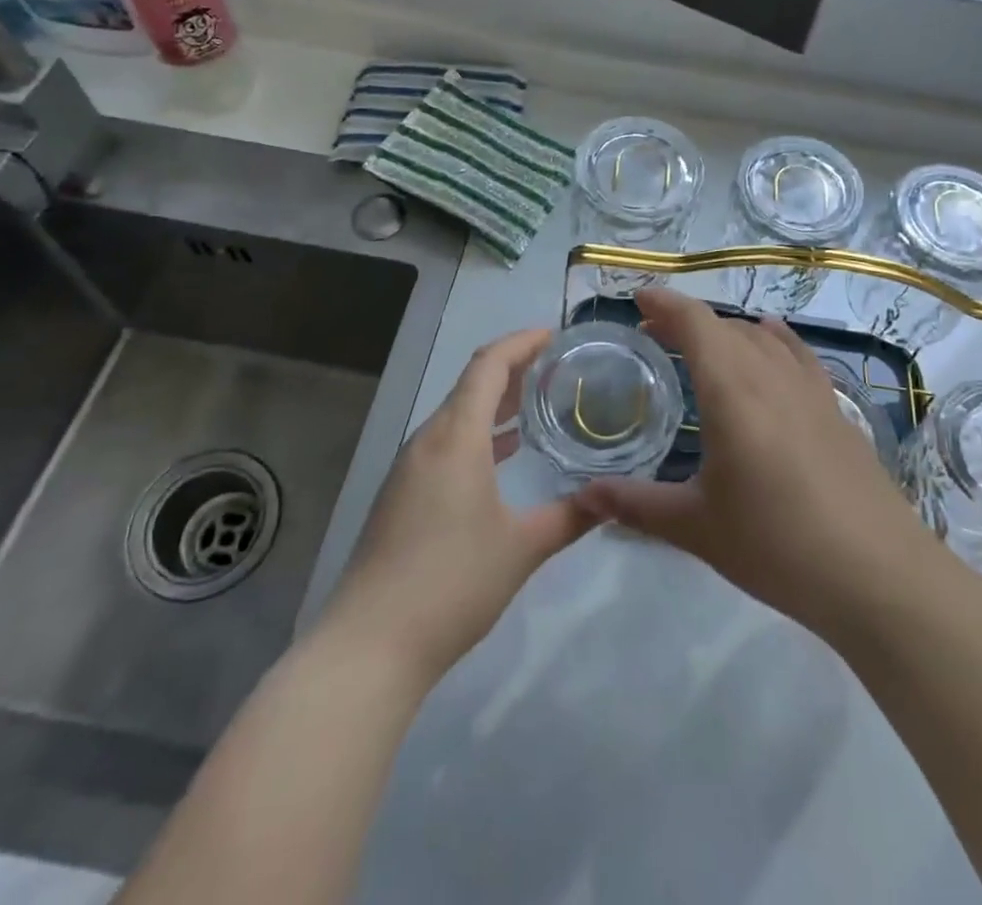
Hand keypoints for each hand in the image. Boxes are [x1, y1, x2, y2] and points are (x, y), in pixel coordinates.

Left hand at [321, 329, 595, 687]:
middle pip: (471, 384)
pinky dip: (478, 433)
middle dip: (513, 368)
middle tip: (556, 366)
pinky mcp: (402, 494)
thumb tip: (611, 499)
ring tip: (536, 401)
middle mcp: (428, 440)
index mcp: (455, 437)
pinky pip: (446, 443)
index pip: (488, 365)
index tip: (555, 335)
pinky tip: (503, 453)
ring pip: (456, 414)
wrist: (369, 645)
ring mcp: (409, 468)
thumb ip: (570, 517)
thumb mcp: (522, 548)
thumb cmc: (451, 584)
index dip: (521, 342)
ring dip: (494, 402)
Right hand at [576, 288, 931, 642]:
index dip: (666, 304)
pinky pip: (798, 354)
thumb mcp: (698, 528)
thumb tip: (584, 496)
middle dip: (688, 321)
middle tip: (655, 334)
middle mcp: (771, 375)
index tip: (638, 298)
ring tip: (702, 344)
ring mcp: (810, 390)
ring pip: (762, 337)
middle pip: (726, 326)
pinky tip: (771, 340)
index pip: (696, 323)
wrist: (877, 575)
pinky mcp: (836, 409)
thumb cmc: (777, 546)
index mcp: (732, 391)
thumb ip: (637, 505)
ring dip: (727, 330)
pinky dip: (774, 339)